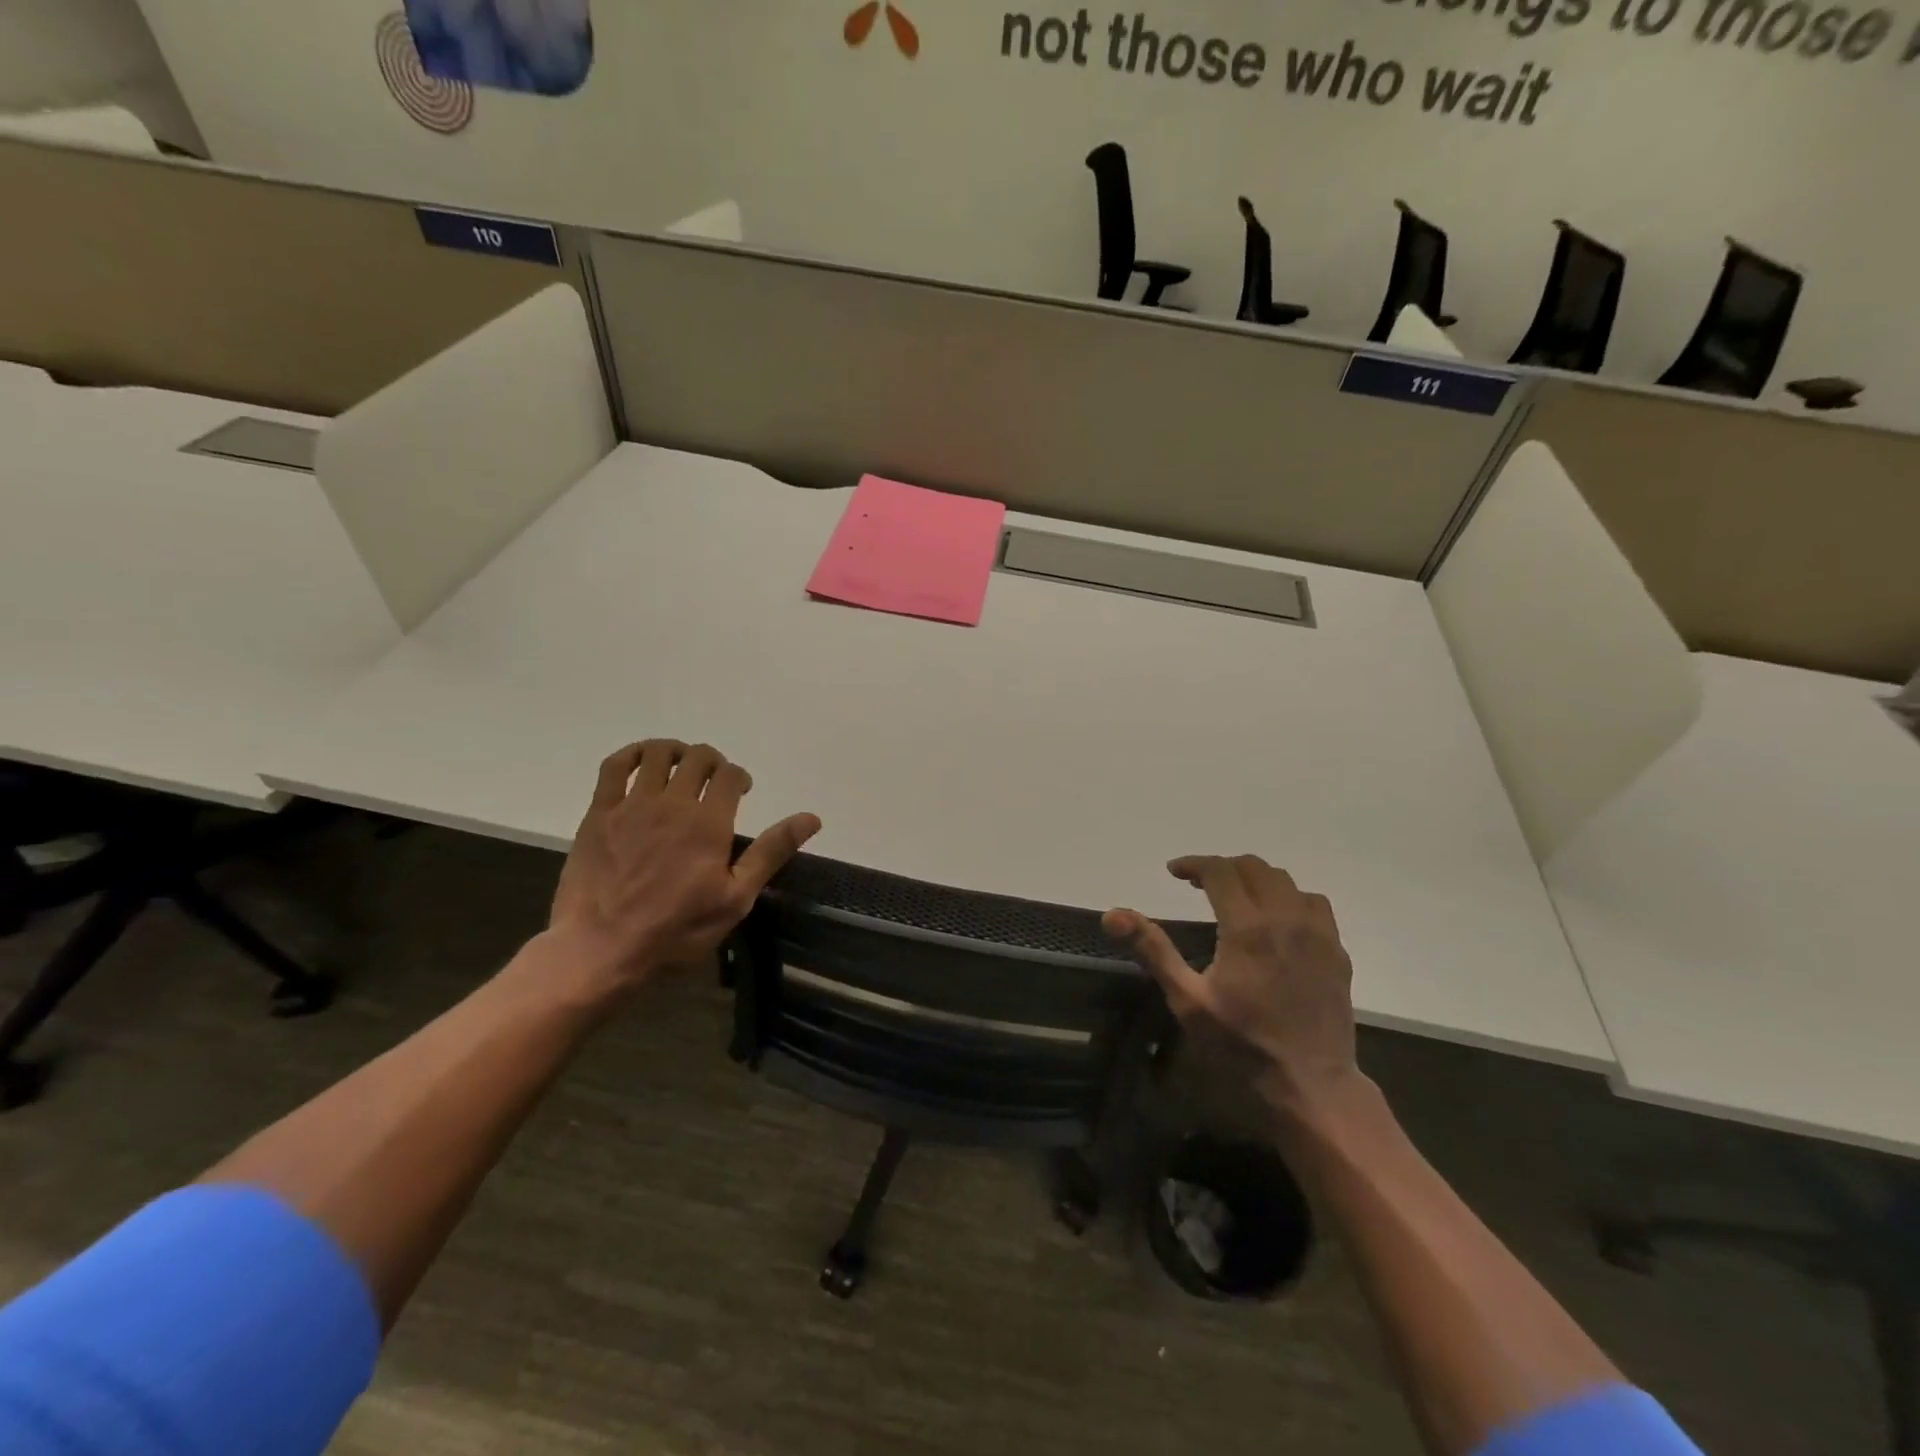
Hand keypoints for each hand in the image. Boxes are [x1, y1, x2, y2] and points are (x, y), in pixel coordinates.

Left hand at [548, 740, 820, 991]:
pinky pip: (615, 766)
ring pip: (657, 753)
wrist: (600, 950)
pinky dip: (633, 754)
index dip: (740, 777)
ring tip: (681, 767)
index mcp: (708, 823)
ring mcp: (631, 805)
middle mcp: (672, 803)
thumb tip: (811, 818)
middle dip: (713, 762)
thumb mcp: (735, 899)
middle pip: (698, 757)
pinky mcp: (599, 813)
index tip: (742, 792)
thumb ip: (771, 852)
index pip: (730, 775)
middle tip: (714, 782)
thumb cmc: (676, 931)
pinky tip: (642, 761)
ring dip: (677, 751)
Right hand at [1105, 855, 1357, 1106]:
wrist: (1311, 1086)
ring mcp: (1319, 934)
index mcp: (1248, 927)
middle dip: (1222, 867)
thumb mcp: (1188, 1000)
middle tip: (1198, 885)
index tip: (1174, 872)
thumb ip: (1153, 950)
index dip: (1194, 863)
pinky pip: (1314, 904)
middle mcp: (1287, 918)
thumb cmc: (1242, 1045)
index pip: (1220, 871)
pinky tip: (1277, 921)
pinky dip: (1289, 897)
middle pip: (1254, 867)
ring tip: (1236, 898)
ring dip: (1256, 879)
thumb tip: (1112, 914)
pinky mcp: (1337, 952)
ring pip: (1286, 881)